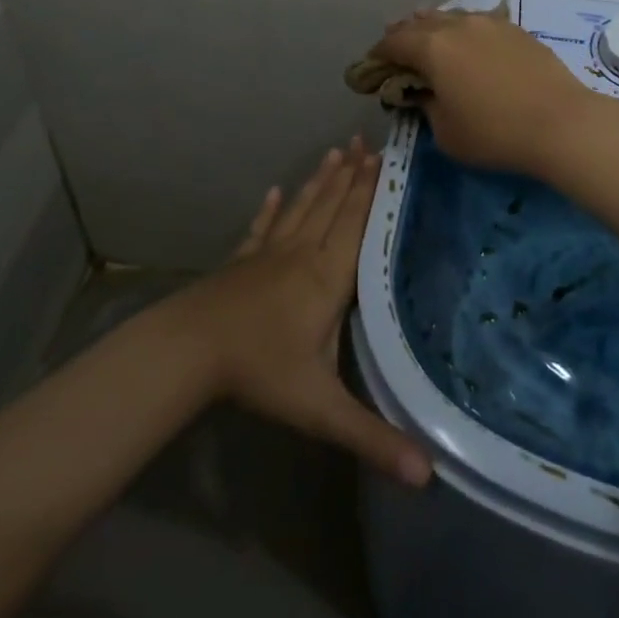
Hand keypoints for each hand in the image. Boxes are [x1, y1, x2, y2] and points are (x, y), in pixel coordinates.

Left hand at [169, 139, 431, 487]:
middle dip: (352, 175)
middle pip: (332, 208)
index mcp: (326, 278)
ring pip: (302, 209)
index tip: (386, 159)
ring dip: (320, 181)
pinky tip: (275, 191)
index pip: (357, 226)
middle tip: (366, 140)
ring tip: (336, 152)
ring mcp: (267, 255)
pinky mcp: (241, 262)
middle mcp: (302, 255)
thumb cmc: (260, 370)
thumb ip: (372, 437)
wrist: (190, 350)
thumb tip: (428, 476)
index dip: (373, 192)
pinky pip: (261, 228)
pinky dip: (271, 209)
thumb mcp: (320, 408)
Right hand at [369, 9, 601, 174]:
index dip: (379, 54)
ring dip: (434, 26)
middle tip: (396, 47)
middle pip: (421, 22)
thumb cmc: (495, 134)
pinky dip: (464, 29)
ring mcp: (490, 23)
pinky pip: (479, 22)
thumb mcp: (446, 132)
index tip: (372, 65)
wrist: (561, 123)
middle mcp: (458, 26)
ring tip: (428, 35)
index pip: (394, 43)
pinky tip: (468, 39)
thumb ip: (426, 107)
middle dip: (404, 34)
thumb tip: (423, 92)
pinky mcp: (516, 30)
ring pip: (452, 16)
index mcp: (433, 48)